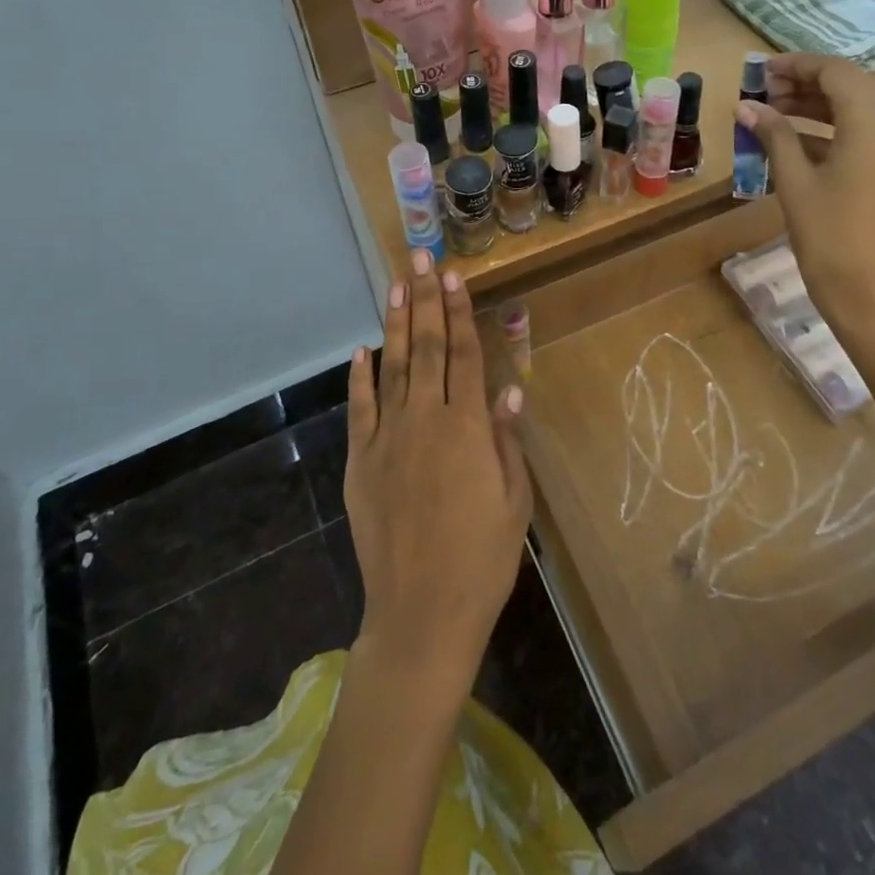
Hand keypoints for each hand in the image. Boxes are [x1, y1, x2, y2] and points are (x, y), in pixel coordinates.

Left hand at [345, 250, 532, 695]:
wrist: (421, 615)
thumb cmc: (482, 560)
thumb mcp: (514, 501)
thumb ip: (508, 442)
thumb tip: (510, 391)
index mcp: (468, 428)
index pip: (465, 355)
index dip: (460, 312)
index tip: (455, 276)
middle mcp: (426, 421)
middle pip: (426, 348)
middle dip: (426, 299)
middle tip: (423, 258)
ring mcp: (388, 439)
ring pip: (392, 367)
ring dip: (395, 323)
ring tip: (397, 284)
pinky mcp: (361, 462)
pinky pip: (360, 409)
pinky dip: (360, 377)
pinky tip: (362, 350)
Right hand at [736, 53, 874, 327]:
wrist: (867, 291)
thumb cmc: (827, 234)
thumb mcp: (794, 180)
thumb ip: (774, 134)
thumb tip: (745, 106)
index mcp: (873, 122)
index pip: (835, 72)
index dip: (796, 65)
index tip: (761, 70)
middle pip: (848, 86)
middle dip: (803, 84)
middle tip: (762, 91)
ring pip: (855, 108)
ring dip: (815, 105)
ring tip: (771, 110)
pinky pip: (862, 132)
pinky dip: (829, 128)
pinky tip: (792, 137)